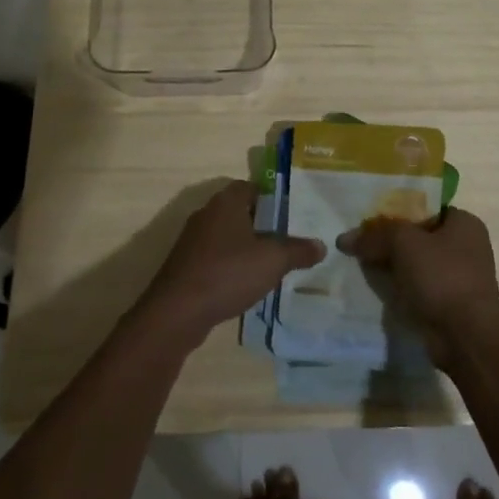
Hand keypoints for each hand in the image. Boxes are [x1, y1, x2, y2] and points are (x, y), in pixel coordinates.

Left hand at [138, 181, 324, 346]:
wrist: (178, 312)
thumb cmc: (228, 273)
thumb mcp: (273, 261)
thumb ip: (298, 250)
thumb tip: (321, 245)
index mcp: (226, 202)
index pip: (252, 186)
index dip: (273, 197)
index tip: (293, 211)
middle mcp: (207, 214)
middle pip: (240, 211)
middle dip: (264, 224)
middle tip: (290, 237)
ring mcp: (193, 241)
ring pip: (228, 236)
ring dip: (247, 247)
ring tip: (274, 262)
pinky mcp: (187, 266)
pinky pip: (216, 258)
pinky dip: (232, 266)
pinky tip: (248, 283)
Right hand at [338, 207, 498, 365]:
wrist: (465, 336)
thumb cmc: (441, 276)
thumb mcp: (403, 243)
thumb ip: (375, 235)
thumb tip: (344, 238)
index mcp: (464, 223)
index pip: (425, 207)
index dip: (396, 209)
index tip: (368, 217)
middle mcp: (465, 247)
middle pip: (418, 236)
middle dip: (389, 240)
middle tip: (359, 241)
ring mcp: (458, 277)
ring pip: (415, 263)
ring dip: (392, 265)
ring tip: (359, 263)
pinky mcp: (448, 304)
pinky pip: (417, 287)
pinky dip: (399, 288)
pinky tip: (374, 287)